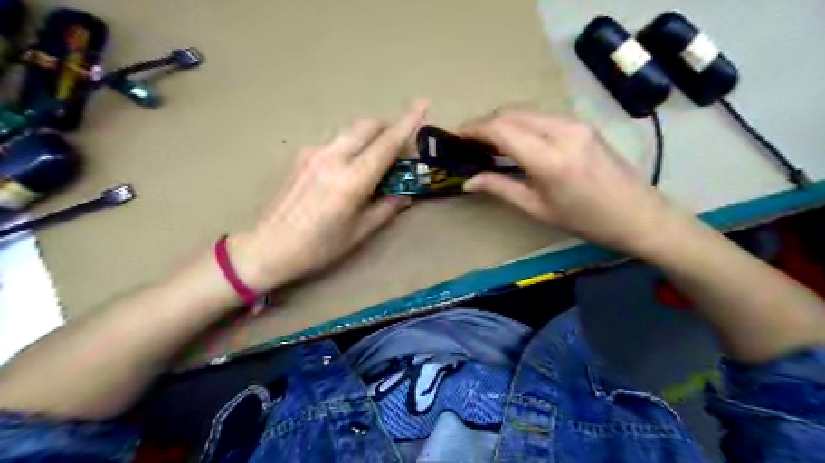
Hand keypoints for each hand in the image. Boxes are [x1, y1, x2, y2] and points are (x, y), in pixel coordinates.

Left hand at [230, 102, 428, 292]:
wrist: (268, 246)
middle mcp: (333, 158)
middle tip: (398, 149)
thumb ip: (386, 208)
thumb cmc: (319, 247)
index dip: (408, 122)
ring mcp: (313, 153)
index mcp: (352, 180)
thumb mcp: (359, 232)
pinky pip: (334, 142)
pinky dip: (349, 147)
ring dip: (368, 137)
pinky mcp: (301, 155)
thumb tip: (405, 195)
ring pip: (350, 131)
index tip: (424, 103)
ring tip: (372, 161)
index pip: (386, 143)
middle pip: (367, 126)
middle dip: (388, 127)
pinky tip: (345, 171)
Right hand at [464, 111, 684, 257]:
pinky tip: (513, 139)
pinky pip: (541, 116)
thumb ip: (501, 188)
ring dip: (502, 121)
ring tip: (486, 141)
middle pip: (512, 113)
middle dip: (485, 123)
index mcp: (550, 159)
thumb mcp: (538, 209)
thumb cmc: (585, 220)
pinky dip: (520, 122)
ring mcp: (575, 123)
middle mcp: (562, 131)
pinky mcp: (582, 124)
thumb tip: (468, 181)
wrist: (637, 214)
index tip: (455, 136)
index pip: (502, 130)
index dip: (474, 129)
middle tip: (467, 141)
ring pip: (526, 111)